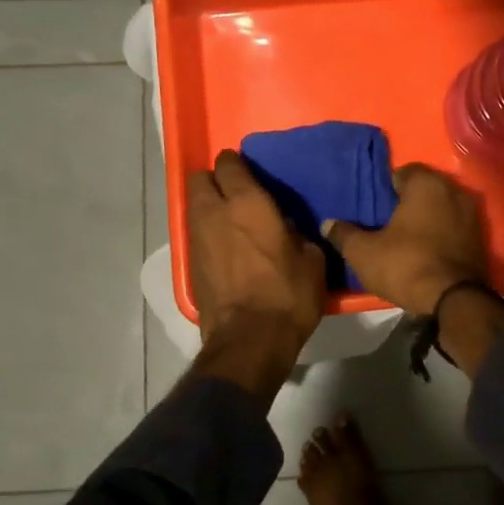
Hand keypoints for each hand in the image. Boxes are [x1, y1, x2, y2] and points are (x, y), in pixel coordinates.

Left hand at [188, 150, 327, 354]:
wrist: (250, 341)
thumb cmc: (288, 294)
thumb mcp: (312, 260)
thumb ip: (298, 234)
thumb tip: (288, 230)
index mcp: (247, 203)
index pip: (230, 164)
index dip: (237, 163)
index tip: (249, 171)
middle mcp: (215, 213)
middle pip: (199, 179)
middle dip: (214, 180)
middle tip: (236, 192)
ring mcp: (197, 239)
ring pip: (194, 206)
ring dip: (209, 206)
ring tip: (231, 221)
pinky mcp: (191, 265)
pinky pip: (196, 234)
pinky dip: (208, 234)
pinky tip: (226, 248)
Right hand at [323, 164, 487, 315]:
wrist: (454, 300)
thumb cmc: (406, 265)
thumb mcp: (364, 252)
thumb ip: (344, 234)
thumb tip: (328, 223)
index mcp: (427, 184)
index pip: (402, 172)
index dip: (386, 188)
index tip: (375, 208)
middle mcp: (454, 190)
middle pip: (425, 189)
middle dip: (408, 203)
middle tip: (387, 223)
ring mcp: (472, 215)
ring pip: (442, 209)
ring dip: (427, 219)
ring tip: (406, 239)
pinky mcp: (481, 239)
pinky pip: (454, 228)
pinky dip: (442, 235)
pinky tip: (427, 252)